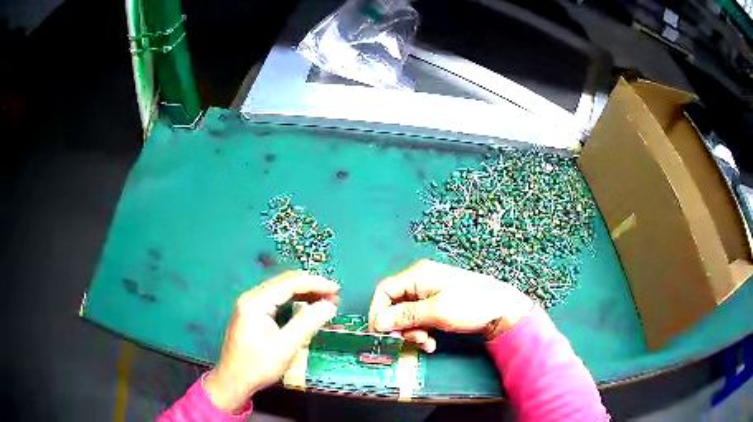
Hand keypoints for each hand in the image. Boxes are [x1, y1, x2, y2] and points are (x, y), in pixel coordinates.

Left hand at [205, 271, 338, 412]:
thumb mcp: (285, 347)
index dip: (315, 283)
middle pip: (284, 283)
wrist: (233, 380)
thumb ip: (307, 323)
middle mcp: (251, 297)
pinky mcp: (251, 314)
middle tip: (334, 295)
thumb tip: (329, 305)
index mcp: (256, 302)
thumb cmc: (258, 366)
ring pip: (280, 290)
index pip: (289, 284)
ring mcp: (249, 305)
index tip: (336, 288)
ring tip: (325, 300)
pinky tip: (306, 307)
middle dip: (310, 286)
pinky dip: (293, 301)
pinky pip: (275, 300)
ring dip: (303, 293)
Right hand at [369, 260, 532, 351]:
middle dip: (399, 326)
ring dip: (412, 332)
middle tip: (411, 340)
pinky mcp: (437, 306)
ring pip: (406, 316)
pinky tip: (431, 343)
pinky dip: (422, 332)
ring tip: (426, 343)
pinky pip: (419, 320)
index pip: (384, 290)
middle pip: (395, 305)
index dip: (378, 312)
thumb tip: (378, 322)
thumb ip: (405, 316)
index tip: (380, 334)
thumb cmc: (470, 305)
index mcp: (417, 275)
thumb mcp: (436, 312)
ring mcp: (429, 295)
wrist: (503, 310)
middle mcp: (420, 282)